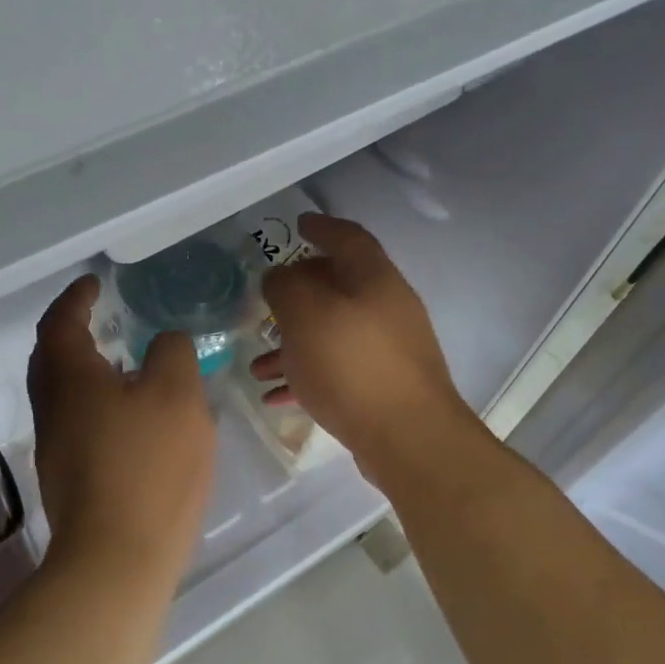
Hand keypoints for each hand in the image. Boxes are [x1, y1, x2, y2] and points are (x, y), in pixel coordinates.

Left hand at [28, 274, 216, 584]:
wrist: (118, 558)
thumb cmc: (149, 467)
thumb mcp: (177, 396)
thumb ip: (172, 354)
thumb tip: (163, 342)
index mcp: (70, 379)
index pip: (61, 323)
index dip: (76, 298)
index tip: (94, 283)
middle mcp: (52, 409)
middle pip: (50, 359)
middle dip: (71, 333)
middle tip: (101, 319)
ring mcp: (57, 448)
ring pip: (63, 394)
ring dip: (85, 371)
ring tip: (124, 364)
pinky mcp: (70, 480)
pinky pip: (77, 423)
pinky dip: (96, 404)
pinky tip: (130, 418)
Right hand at [251, 214, 474, 477]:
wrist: (407, 439)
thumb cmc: (352, 365)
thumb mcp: (306, 316)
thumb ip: (286, 288)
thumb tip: (279, 278)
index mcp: (374, 280)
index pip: (348, 238)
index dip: (321, 227)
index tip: (298, 225)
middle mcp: (387, 309)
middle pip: (338, 288)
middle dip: (298, 295)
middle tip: (268, 303)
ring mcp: (388, 351)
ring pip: (332, 334)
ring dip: (293, 345)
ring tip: (257, 366)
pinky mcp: (382, 387)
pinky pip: (336, 370)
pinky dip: (307, 376)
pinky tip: (276, 396)